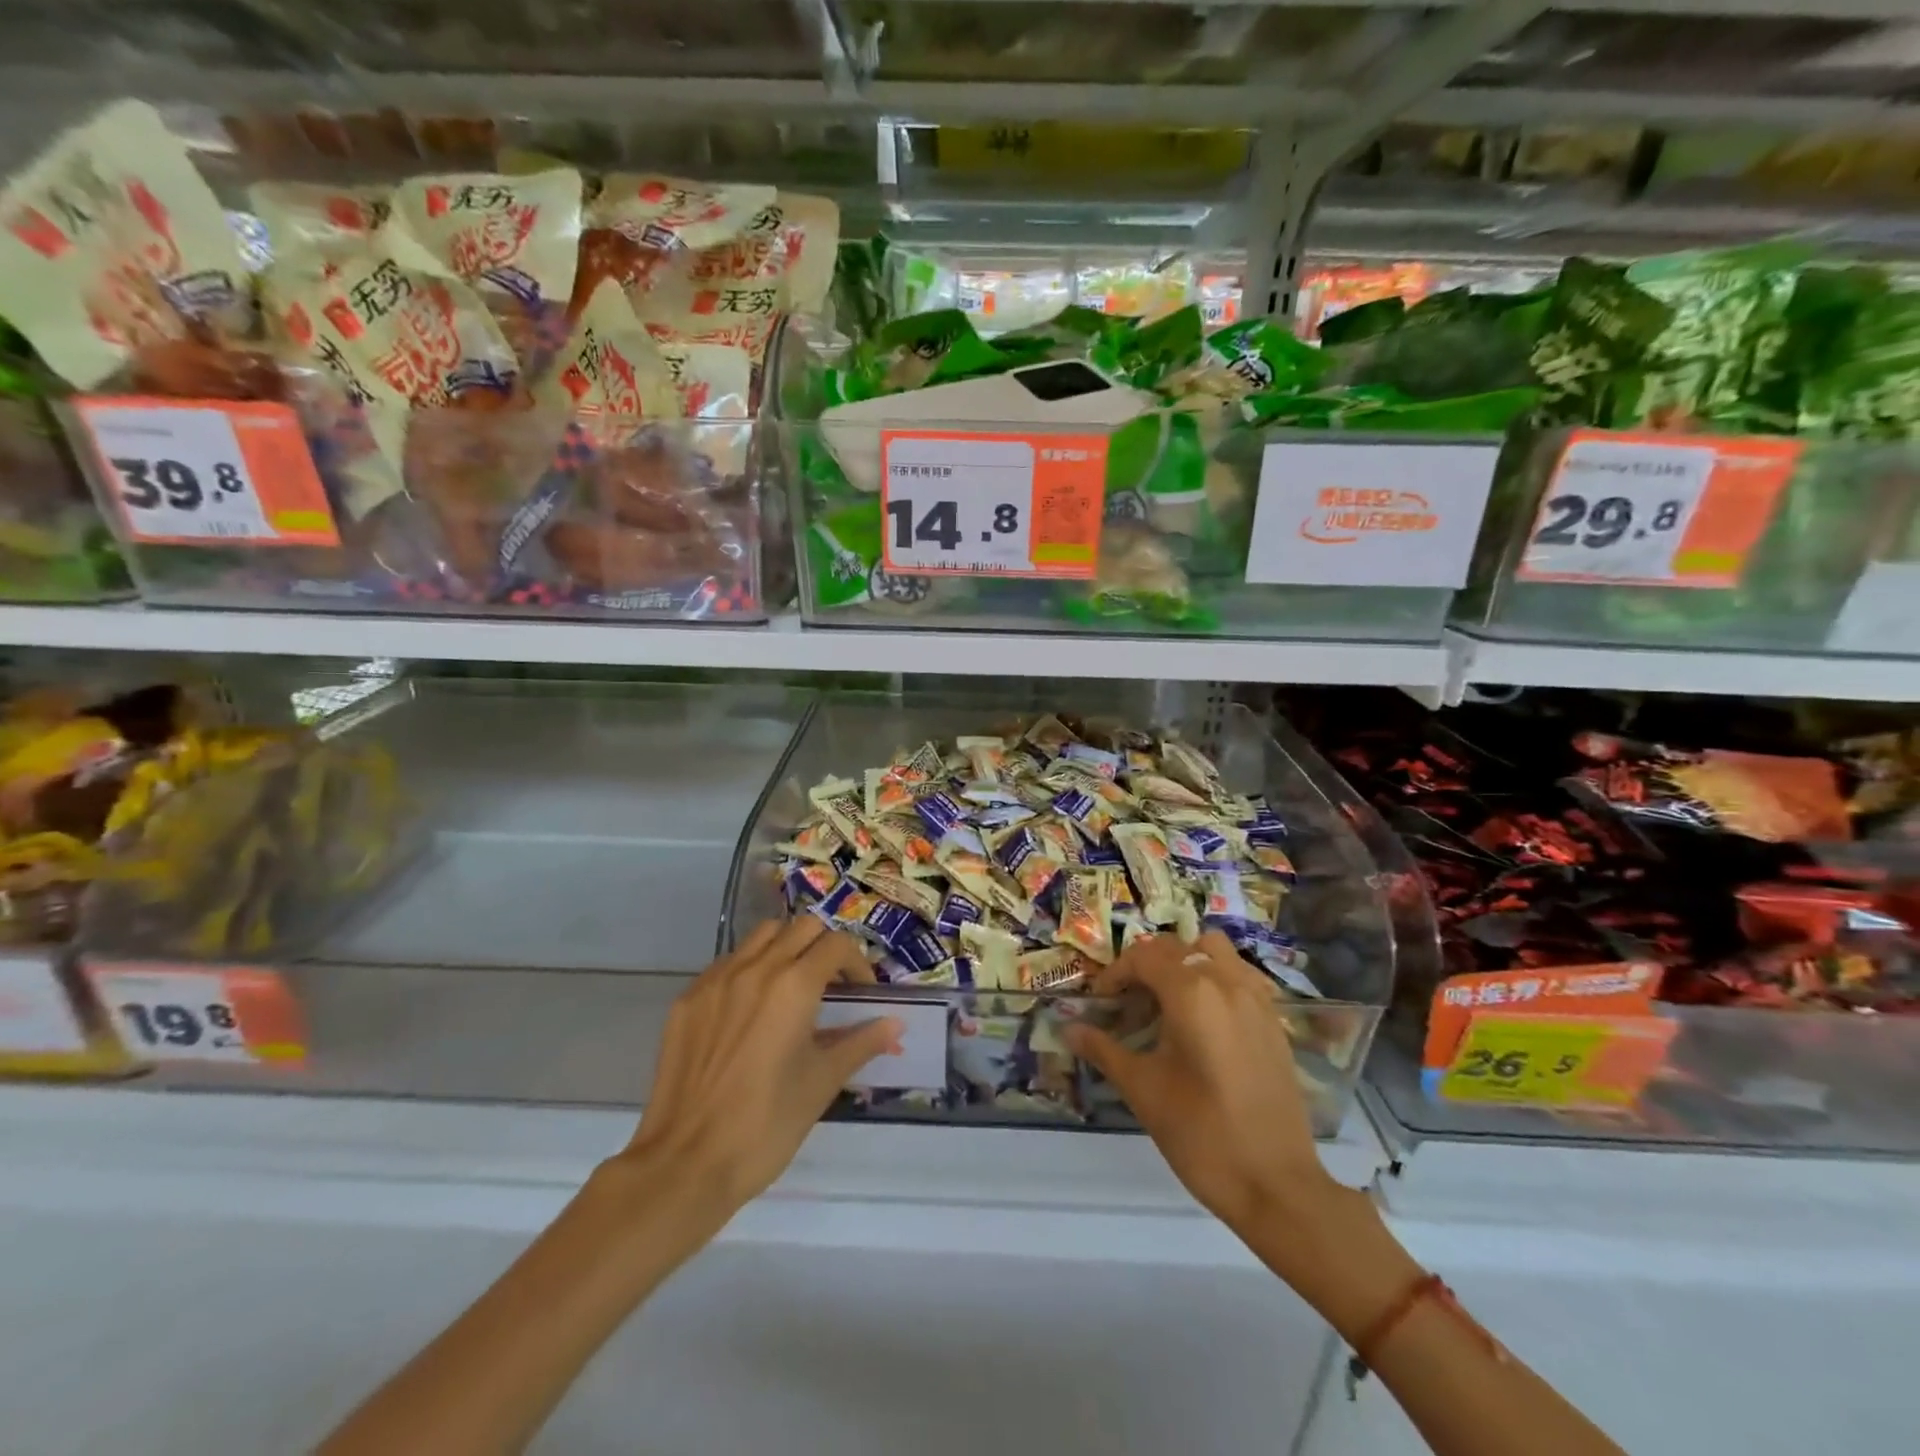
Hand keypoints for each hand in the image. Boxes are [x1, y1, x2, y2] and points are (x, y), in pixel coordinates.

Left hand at [608, 917, 900, 1231]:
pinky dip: (750, 969)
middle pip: (802, 927)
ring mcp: (716, 980)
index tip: (861, 995)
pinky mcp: (687, 999)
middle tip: (831, 985)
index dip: (858, 964)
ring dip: (786, 948)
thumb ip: (861, 1043)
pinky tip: (751, 1011)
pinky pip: (727, 963)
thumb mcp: (822, 1083)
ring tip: (792, 988)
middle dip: (824, 948)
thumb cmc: (766, 1126)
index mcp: (794, 986)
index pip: (837, 944)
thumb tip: (896, 1024)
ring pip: (762, 936)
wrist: (685, 1164)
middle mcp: (756, 968)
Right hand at [1064, 930, 1339, 1236]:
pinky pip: (1240, 976)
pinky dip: (1217, 979)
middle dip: (1145, 967)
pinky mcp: (1274, 1021)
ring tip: (1169, 1002)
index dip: (1115, 974)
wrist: (1276, 1185)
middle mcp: (1226, 982)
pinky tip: (1206, 1019)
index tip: (1100, 1003)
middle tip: (1128, 1004)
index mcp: (1192, 993)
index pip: (1143, 957)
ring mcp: (1256, 999)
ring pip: (1214, 952)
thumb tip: (1068, 1029)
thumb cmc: (1201, 1134)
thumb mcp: (1143, 1090)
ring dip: (1186, 963)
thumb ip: (1104, 1050)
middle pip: (1176, 948)